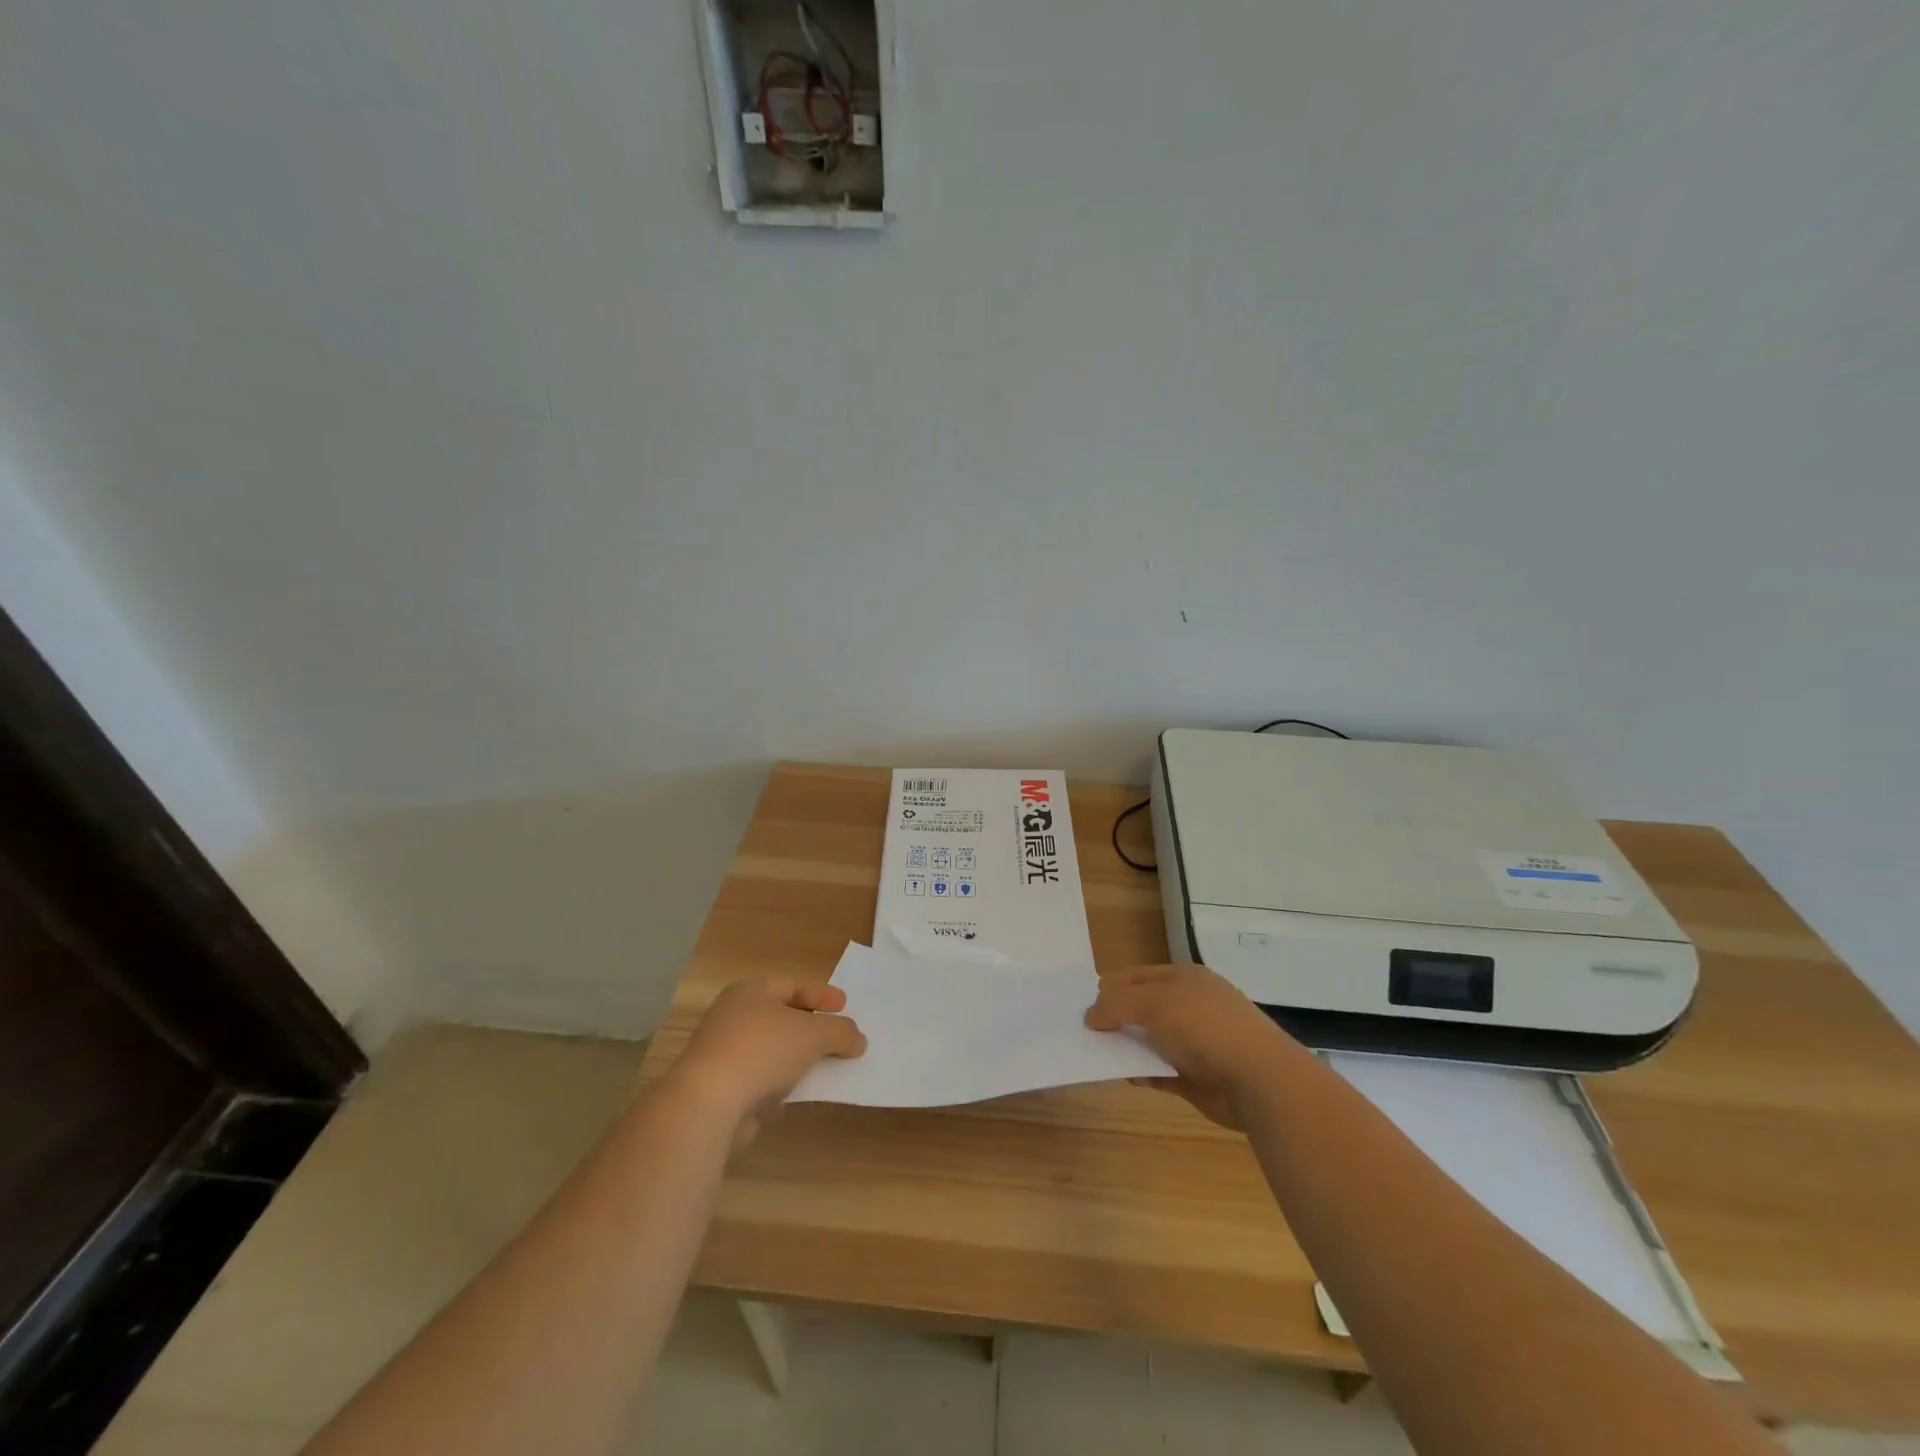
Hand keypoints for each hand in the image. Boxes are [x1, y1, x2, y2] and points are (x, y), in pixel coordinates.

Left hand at [669, 978, 865, 1143]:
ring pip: (771, 1047)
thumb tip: (858, 1039)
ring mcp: (722, 1051)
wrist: (708, 1103)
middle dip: (810, 1025)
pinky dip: (780, 1080)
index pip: (792, 984)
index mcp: (751, 991)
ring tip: (824, 1066)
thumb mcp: (815, 1035)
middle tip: (836, 1035)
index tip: (845, 1006)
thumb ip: (841, 1032)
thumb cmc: (763, 1050)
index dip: (821, 994)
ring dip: (796, 1056)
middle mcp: (733, 1014)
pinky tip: (798, 1091)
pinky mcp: (719, 1086)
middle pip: (780, 1015)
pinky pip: (760, 1076)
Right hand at [1084, 964, 1286, 1129]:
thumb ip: (1116, 1004)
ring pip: (1147, 1040)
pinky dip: (1140, 1073)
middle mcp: (1188, 1005)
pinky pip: (1157, 1071)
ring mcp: (1193, 1042)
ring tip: (1094, 1055)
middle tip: (1082, 1032)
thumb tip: (1089, 1016)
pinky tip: (1124, 1077)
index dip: (1108, 988)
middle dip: (1113, 1018)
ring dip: (1124, 1047)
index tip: (1080, 1005)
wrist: (1259, 1080)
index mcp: (1183, 978)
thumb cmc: (1204, 1028)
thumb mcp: (1154, 1003)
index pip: (1135, 976)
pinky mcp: (1194, 1077)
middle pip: (1140, 1008)